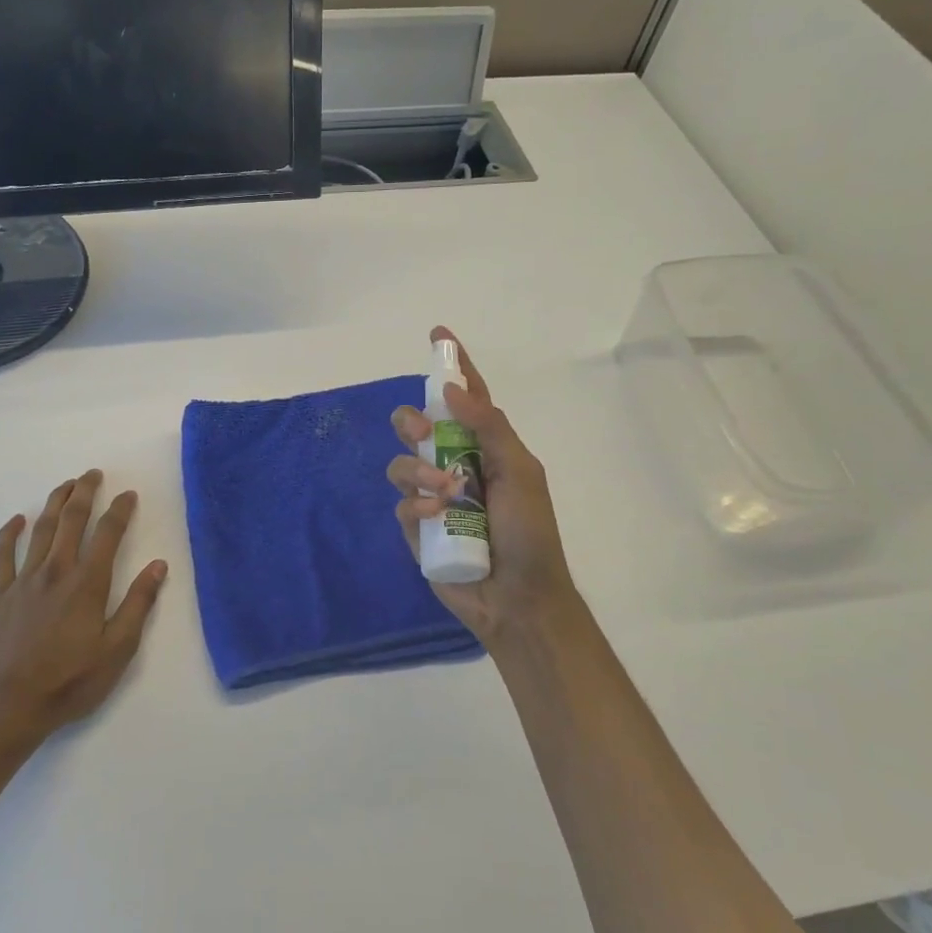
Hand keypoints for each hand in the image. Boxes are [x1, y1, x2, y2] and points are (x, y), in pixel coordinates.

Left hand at [0, 470, 167, 750]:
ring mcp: (24, 581)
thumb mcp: (118, 649)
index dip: (120, 510)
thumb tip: (158, 565)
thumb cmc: (71, 681)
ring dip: (54, 503)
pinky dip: (9, 534)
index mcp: (87, 583)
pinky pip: (2, 555)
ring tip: (65, 485)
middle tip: (93, 474)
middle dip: (84, 493)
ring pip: (41, 530)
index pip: (108, 534)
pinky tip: (17, 520)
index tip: (128, 495)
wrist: (10, 706)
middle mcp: (56, 571)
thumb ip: (138, 604)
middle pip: (71, 520)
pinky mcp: (0, 595)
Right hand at [388, 329, 582, 648]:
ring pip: (401, 464)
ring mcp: (432, 497)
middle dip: (413, 422)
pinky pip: (401, 503)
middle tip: (423, 435)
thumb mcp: (520, 472)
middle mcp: (455, 465)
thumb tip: (451, 390)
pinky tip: (437, 518)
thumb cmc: (530, 533)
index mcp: (486, 447)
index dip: (453, 367)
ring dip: (419, 472)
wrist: (518, 598)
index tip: (437, 335)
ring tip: (445, 495)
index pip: (467, 398)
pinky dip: (417, 506)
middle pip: (417, 425)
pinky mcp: (417, 527)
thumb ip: (489, 428)